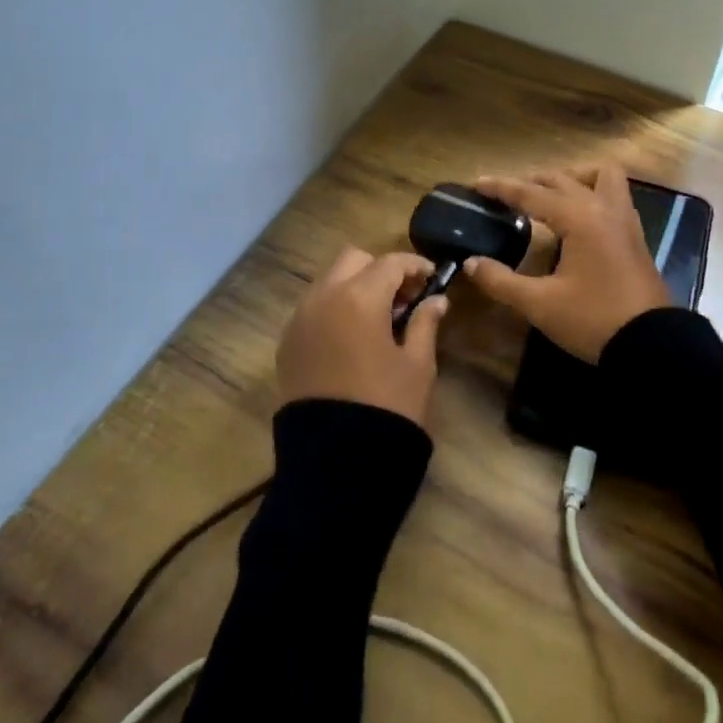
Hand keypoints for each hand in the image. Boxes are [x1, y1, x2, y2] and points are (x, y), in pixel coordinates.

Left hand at [276, 247, 448, 425]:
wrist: (337, 462)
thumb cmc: (388, 407)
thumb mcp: (417, 365)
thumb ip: (425, 323)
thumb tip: (436, 300)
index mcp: (359, 298)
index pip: (390, 263)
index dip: (415, 266)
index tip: (432, 278)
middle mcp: (323, 298)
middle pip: (353, 260)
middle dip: (379, 270)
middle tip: (403, 297)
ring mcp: (299, 320)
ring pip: (328, 281)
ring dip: (354, 286)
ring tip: (378, 319)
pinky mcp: (287, 345)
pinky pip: (312, 309)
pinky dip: (333, 309)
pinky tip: (352, 338)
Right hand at [463, 164, 668, 362]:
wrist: (653, 346)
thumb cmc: (594, 320)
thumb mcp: (540, 304)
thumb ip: (501, 281)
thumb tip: (471, 263)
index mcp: (579, 218)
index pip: (532, 193)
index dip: (501, 188)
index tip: (477, 183)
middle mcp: (603, 208)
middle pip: (563, 179)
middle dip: (532, 181)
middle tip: (506, 195)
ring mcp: (625, 220)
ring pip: (600, 176)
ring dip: (572, 178)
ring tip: (550, 196)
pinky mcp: (635, 236)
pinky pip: (614, 195)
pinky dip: (592, 193)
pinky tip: (578, 218)